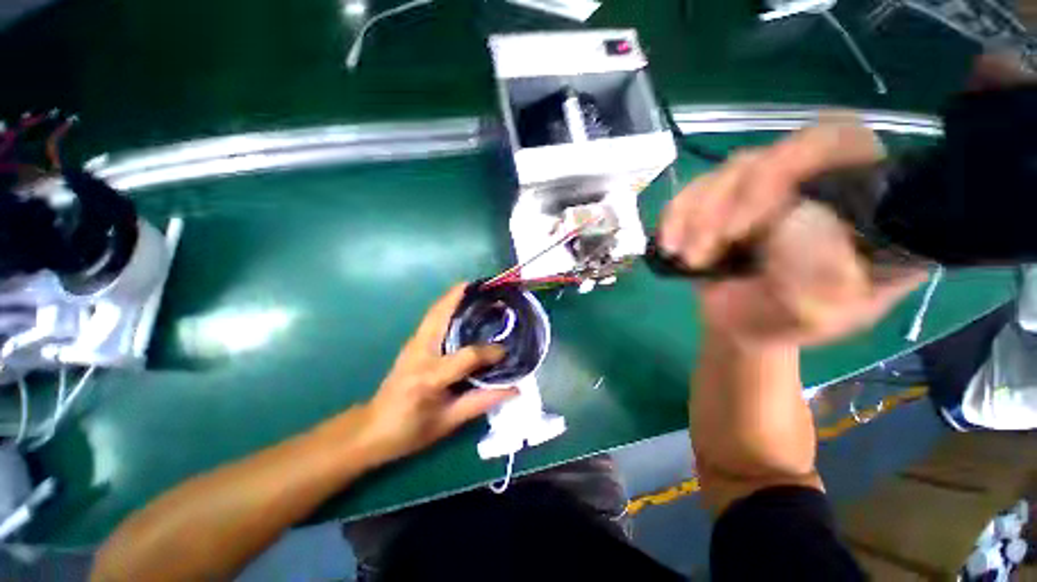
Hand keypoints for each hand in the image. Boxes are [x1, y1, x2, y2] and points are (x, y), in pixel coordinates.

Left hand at [357, 284, 517, 462]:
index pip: (468, 356)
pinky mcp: (412, 342)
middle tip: (486, 287)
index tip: (506, 351)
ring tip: (476, 289)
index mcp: (430, 377)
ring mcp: (412, 344)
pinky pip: (432, 318)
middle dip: (462, 296)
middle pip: (441, 314)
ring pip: (435, 311)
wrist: (371, 429)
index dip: (490, 352)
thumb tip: (515, 389)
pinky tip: (461, 305)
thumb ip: (482, 401)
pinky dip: (447, 306)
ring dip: (454, 297)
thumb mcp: (449, 421)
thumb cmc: (410, 431)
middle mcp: (420, 352)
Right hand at [661, 122, 927, 346]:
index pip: (846, 145)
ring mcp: (771, 186)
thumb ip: (823, 276)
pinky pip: (695, 187)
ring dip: (700, 216)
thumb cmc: (782, 322)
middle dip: (735, 199)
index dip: (800, 164)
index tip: (755, 218)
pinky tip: (672, 246)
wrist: (738, 325)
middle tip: (709, 245)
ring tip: (691, 258)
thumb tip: (797, 218)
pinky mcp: (728, 195)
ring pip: (732, 170)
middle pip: (781, 152)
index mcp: (866, 207)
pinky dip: (677, 215)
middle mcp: (821, 183)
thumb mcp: (814, 315)